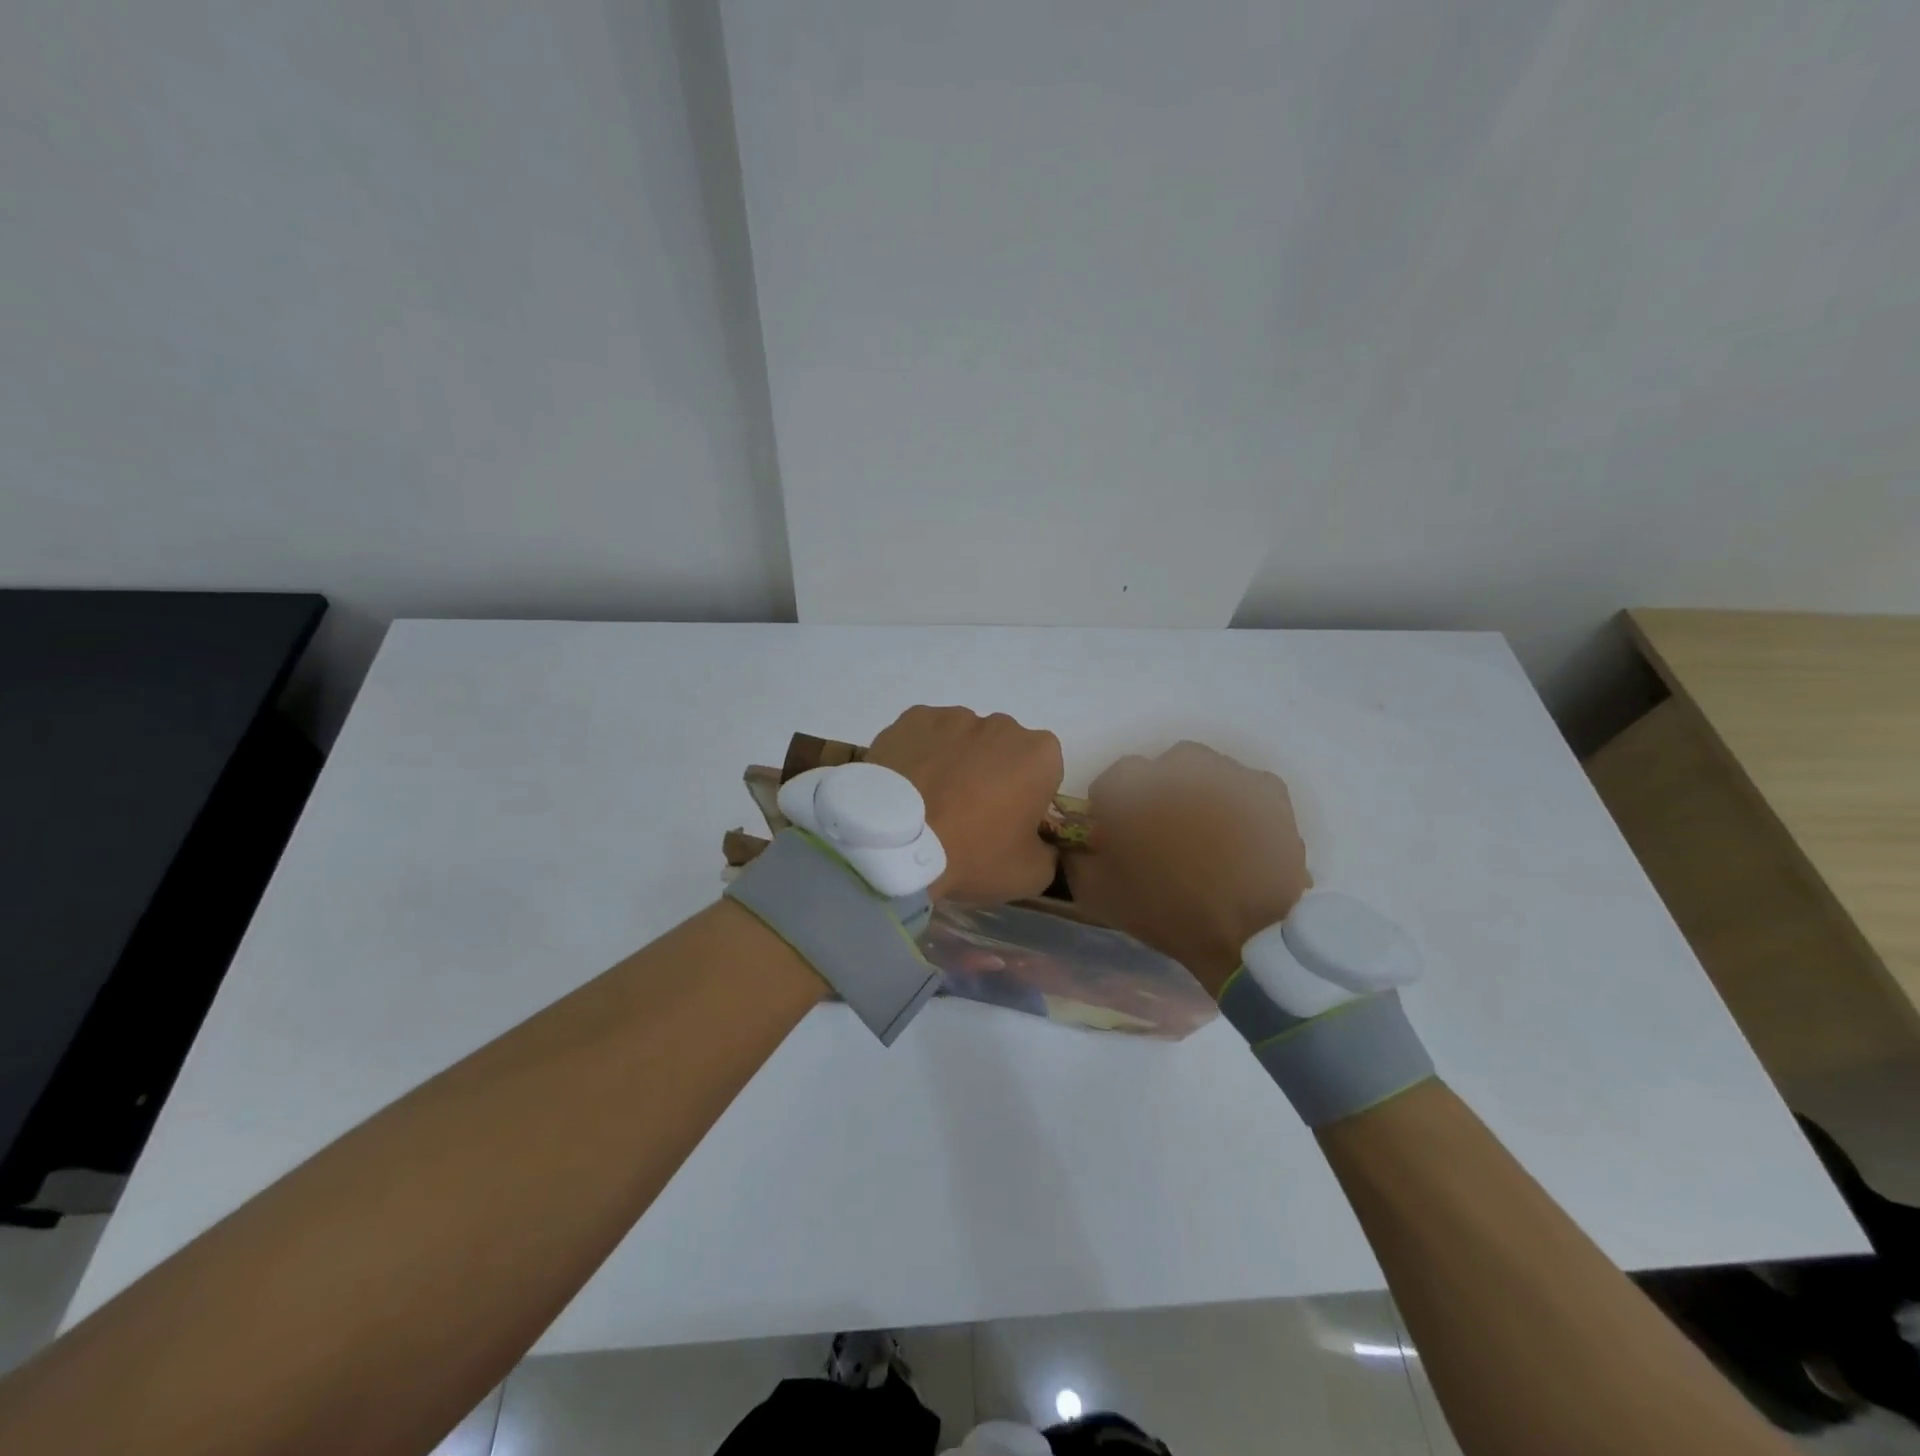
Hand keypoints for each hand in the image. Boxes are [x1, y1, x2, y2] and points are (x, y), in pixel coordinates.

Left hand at [866, 706, 1064, 903]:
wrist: (896, 842)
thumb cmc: (972, 854)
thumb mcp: (1030, 875)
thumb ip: (1048, 854)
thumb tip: (1041, 844)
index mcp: (1040, 755)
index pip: (1044, 774)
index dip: (1027, 800)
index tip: (1007, 826)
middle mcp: (1002, 724)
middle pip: (1003, 751)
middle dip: (992, 775)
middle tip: (967, 815)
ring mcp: (954, 716)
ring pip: (963, 740)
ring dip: (955, 763)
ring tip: (931, 802)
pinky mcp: (912, 718)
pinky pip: (925, 736)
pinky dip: (921, 754)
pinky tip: (907, 785)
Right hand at [1063, 742, 1310, 996]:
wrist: (1248, 935)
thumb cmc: (1166, 911)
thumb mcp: (1097, 893)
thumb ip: (1075, 857)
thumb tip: (1075, 841)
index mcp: (1131, 786)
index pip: (1109, 784)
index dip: (1110, 813)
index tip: (1118, 841)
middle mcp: (1178, 766)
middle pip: (1157, 772)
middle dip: (1155, 797)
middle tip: (1162, 837)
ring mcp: (1227, 773)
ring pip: (1202, 773)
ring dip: (1195, 796)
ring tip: (1205, 837)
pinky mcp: (1268, 789)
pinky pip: (1242, 786)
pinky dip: (1236, 804)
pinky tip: (1237, 836)